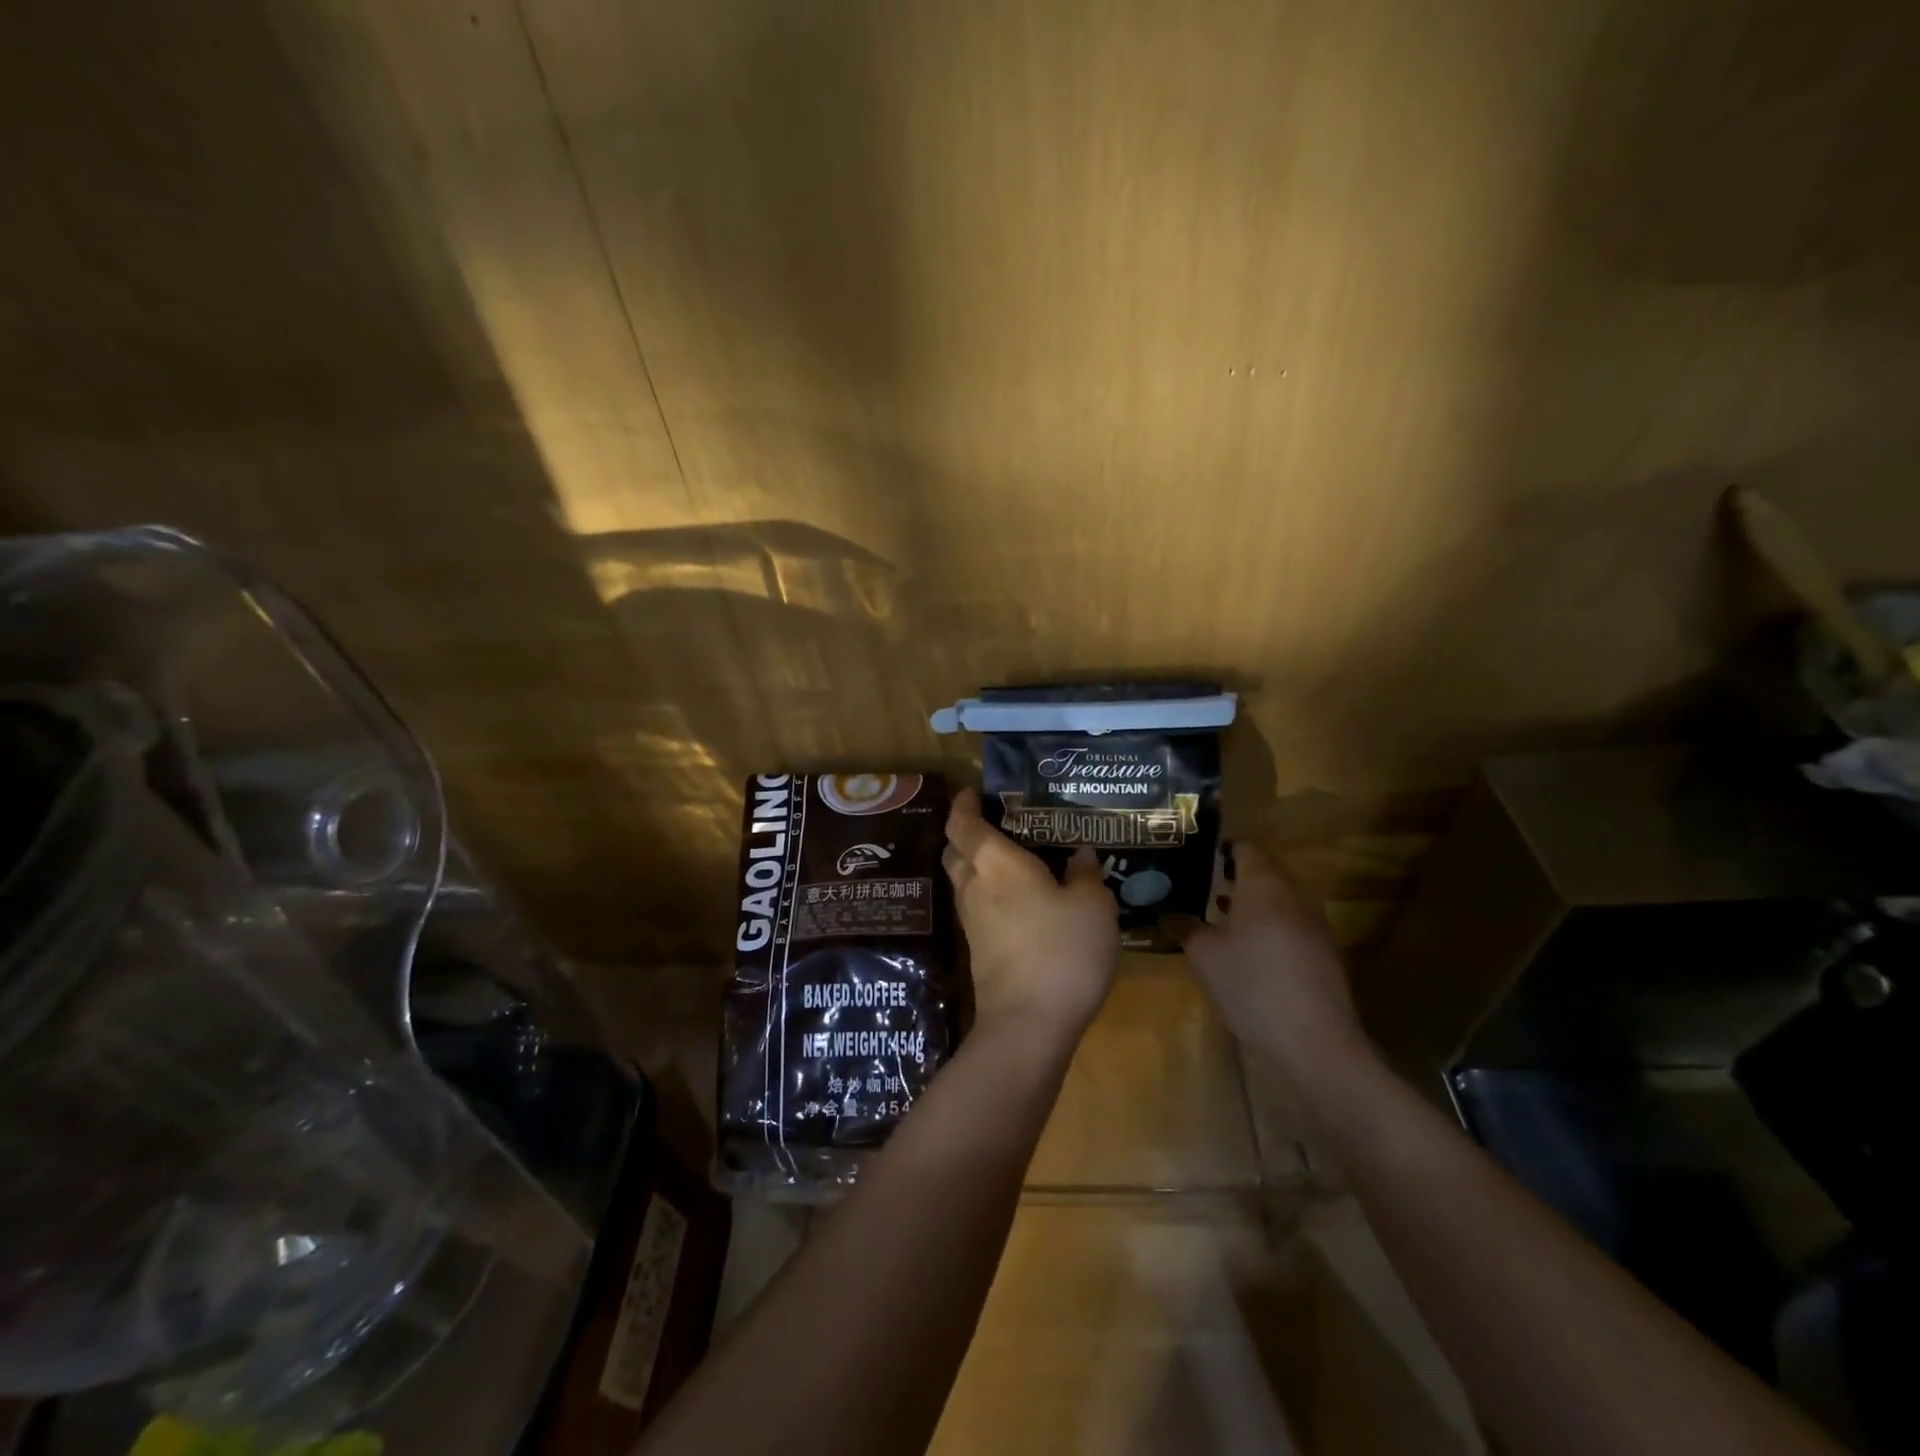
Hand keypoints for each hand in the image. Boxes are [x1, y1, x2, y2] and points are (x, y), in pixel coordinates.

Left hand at [943, 787, 1118, 1040]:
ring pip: (963, 879)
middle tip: (996, 822)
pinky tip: (1017, 899)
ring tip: (1011, 858)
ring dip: (976, 864)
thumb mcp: (1092, 905)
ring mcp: (970, 920)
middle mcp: (974, 885)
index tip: (974, 792)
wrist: (1028, 1023)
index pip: (962, 822)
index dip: (964, 804)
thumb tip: (1080, 854)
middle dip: (967, 833)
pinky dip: (988, 893)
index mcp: (995, 862)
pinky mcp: (977, 949)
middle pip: (955, 849)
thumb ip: (1085, 873)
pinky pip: (975, 906)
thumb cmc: (1062, 950)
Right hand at [1181, 843, 1370, 1080]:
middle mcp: (1293, 894)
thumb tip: (1166, 912)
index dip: (1219, 849)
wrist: (1312, 1043)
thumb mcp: (1204, 955)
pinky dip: (1266, 924)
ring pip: (1278, 898)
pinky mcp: (1322, 951)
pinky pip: (1289, 922)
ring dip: (1250, 901)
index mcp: (1264, 884)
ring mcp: (1313, 923)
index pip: (1245, 847)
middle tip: (1198, 883)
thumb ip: (1184, 926)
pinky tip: (1245, 948)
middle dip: (1233, 875)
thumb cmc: (1250, 985)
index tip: (1193, 857)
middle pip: (1264, 870)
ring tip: (1216, 913)